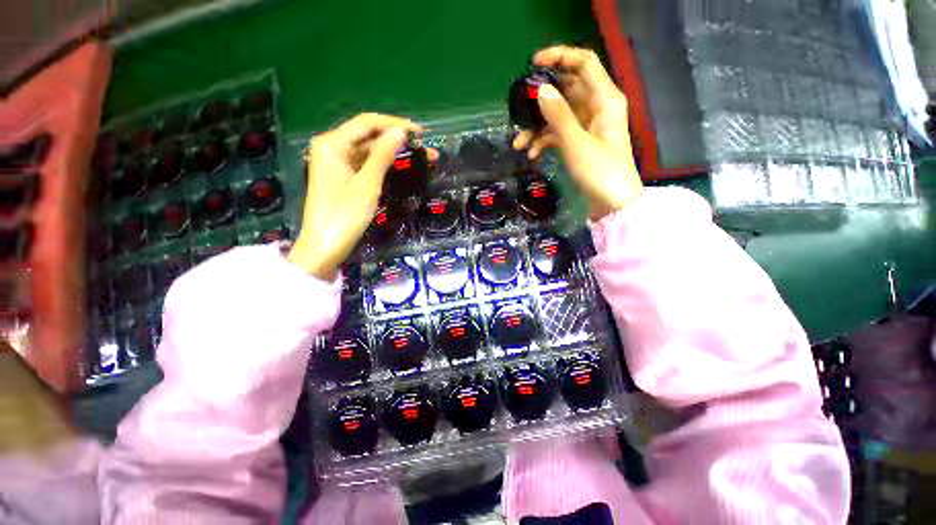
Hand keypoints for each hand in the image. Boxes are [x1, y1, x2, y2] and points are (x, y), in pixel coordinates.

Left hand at [288, 113, 418, 278]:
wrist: (325, 247)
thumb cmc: (344, 215)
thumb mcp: (367, 184)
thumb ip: (383, 155)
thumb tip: (401, 131)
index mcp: (332, 143)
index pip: (367, 123)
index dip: (394, 124)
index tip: (420, 132)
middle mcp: (332, 148)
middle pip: (369, 136)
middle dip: (398, 140)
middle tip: (427, 149)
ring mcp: (337, 164)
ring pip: (369, 151)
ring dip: (394, 153)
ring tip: (422, 158)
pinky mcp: (343, 177)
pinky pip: (366, 164)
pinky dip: (384, 165)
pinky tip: (402, 166)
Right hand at [513, 45, 642, 219]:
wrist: (613, 203)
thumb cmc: (601, 172)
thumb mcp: (577, 144)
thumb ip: (559, 116)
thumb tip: (541, 90)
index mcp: (604, 99)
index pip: (583, 63)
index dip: (559, 56)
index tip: (532, 64)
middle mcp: (596, 107)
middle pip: (565, 90)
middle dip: (540, 101)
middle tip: (519, 110)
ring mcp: (586, 126)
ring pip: (557, 115)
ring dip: (537, 127)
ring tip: (518, 144)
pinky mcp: (579, 142)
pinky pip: (557, 133)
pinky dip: (543, 141)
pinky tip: (531, 154)